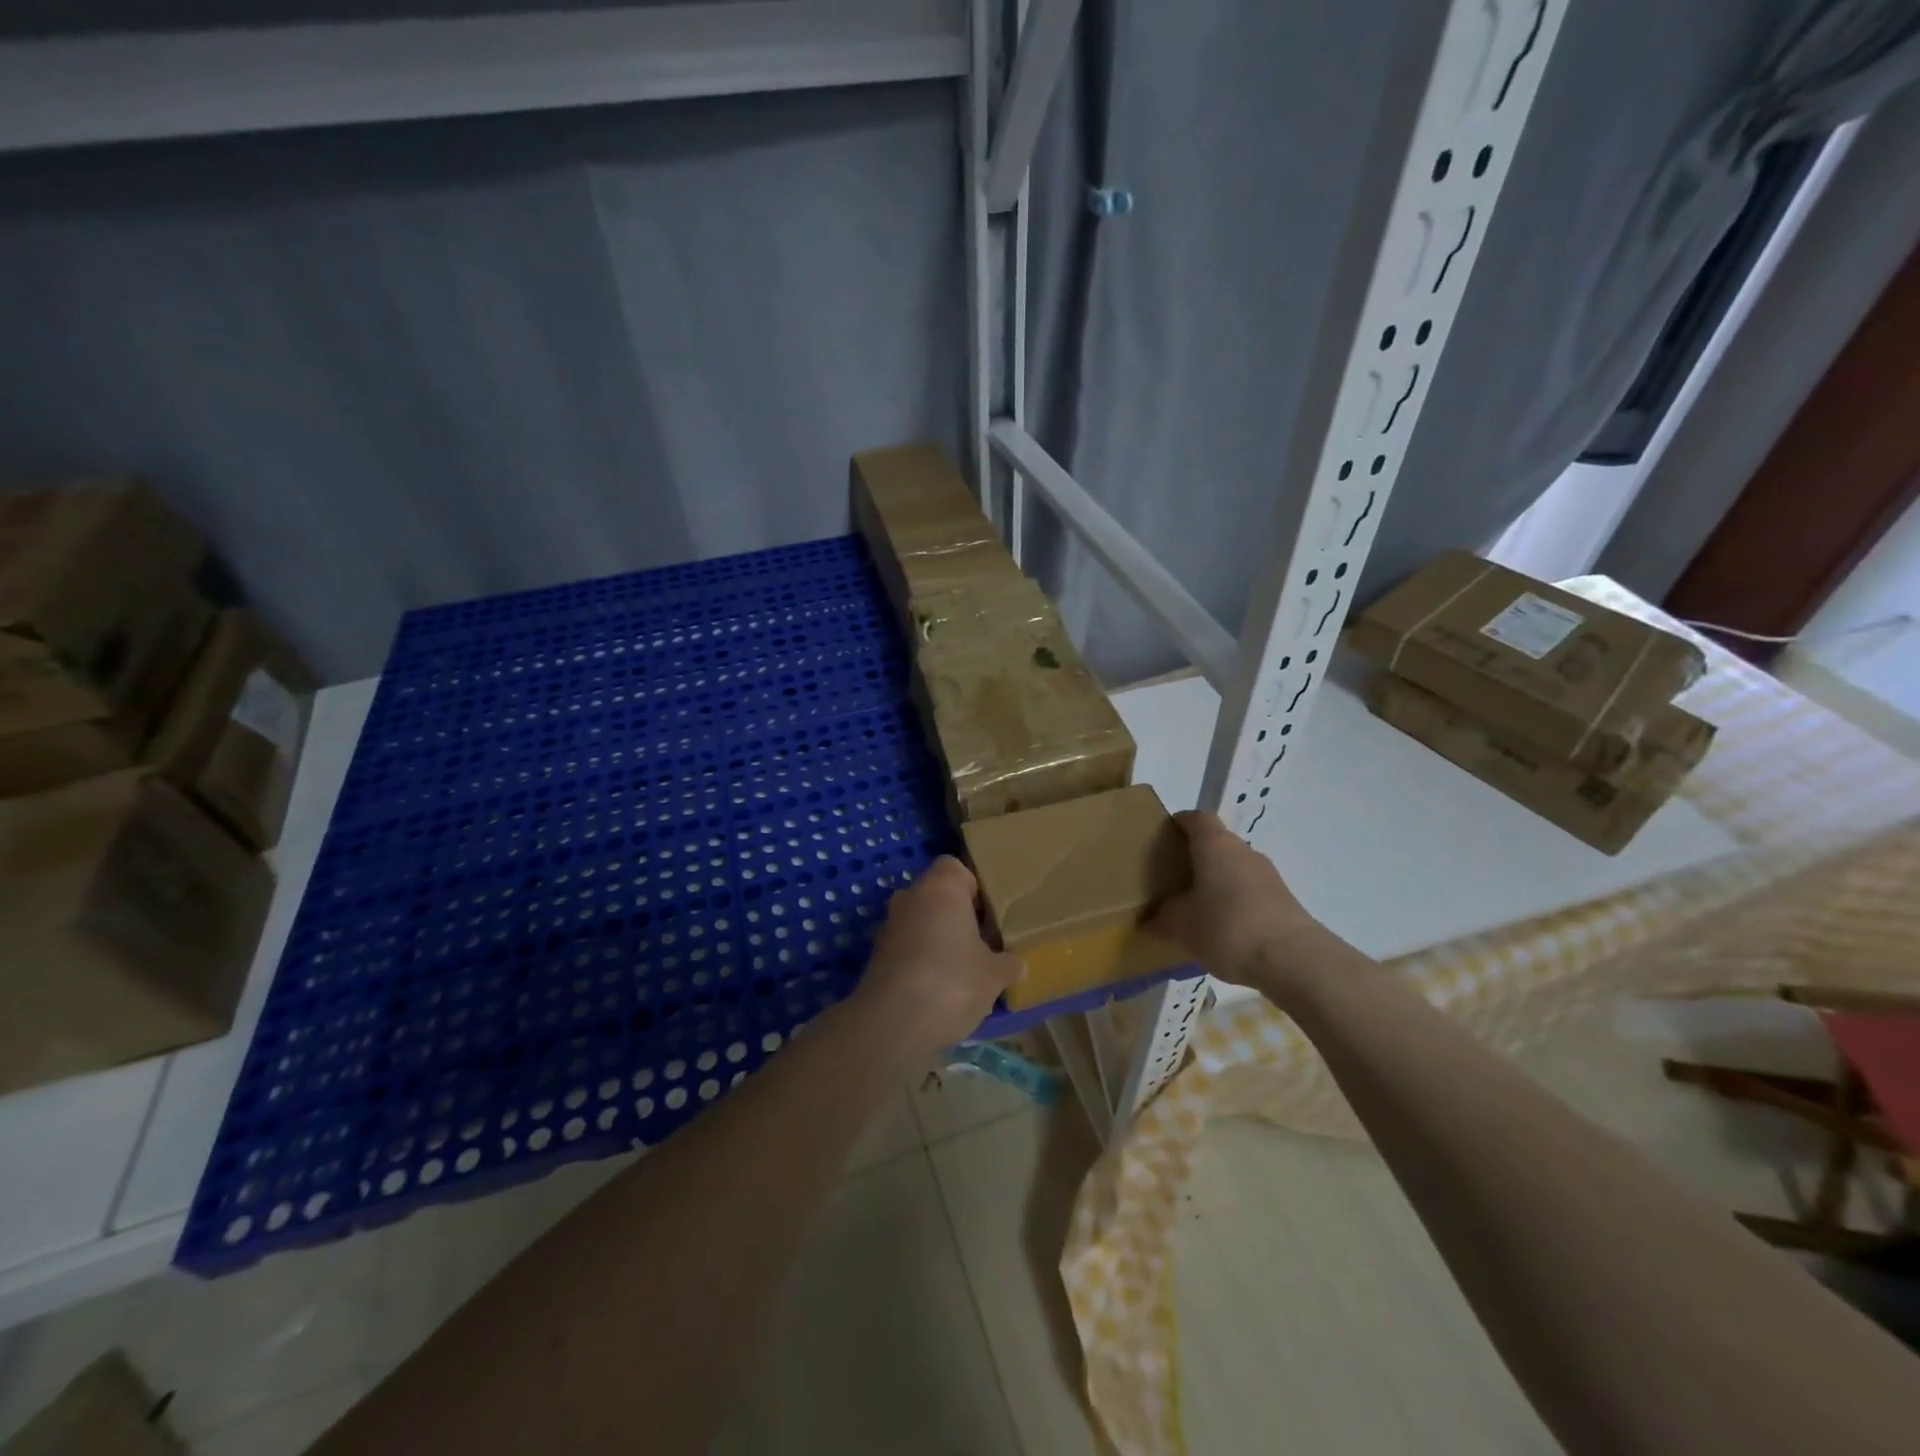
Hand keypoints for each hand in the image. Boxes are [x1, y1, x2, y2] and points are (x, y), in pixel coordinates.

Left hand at [856, 857, 1021, 1060]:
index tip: (989, 913)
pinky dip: (921, 960)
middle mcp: (910, 897)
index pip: (954, 867)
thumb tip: (1017, 964)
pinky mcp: (876, 957)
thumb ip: (1008, 964)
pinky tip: (939, 988)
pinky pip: (907, 947)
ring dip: (938, 939)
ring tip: (964, 969)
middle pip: (936, 895)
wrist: (892, 1023)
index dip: (973, 887)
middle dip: (957, 915)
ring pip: (920, 922)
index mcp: (941, 887)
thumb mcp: (994, 975)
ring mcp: (889, 926)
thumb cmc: (952, 981)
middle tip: (983, 941)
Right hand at [1148, 811, 1325, 988]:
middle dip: (1195, 856)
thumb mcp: (1181, 926)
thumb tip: (1148, 921)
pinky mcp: (1282, 900)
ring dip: (1216, 881)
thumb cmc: (1226, 927)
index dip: (1179, 823)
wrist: (1292, 959)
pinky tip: (1222, 928)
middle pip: (1216, 843)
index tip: (1163, 837)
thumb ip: (1162, 919)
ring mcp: (1267, 875)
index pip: (1196, 818)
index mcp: (1215, 844)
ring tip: (1195, 907)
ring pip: (1234, 868)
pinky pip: (1249, 891)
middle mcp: (1243, 851)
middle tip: (1172, 878)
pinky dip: (1234, 901)